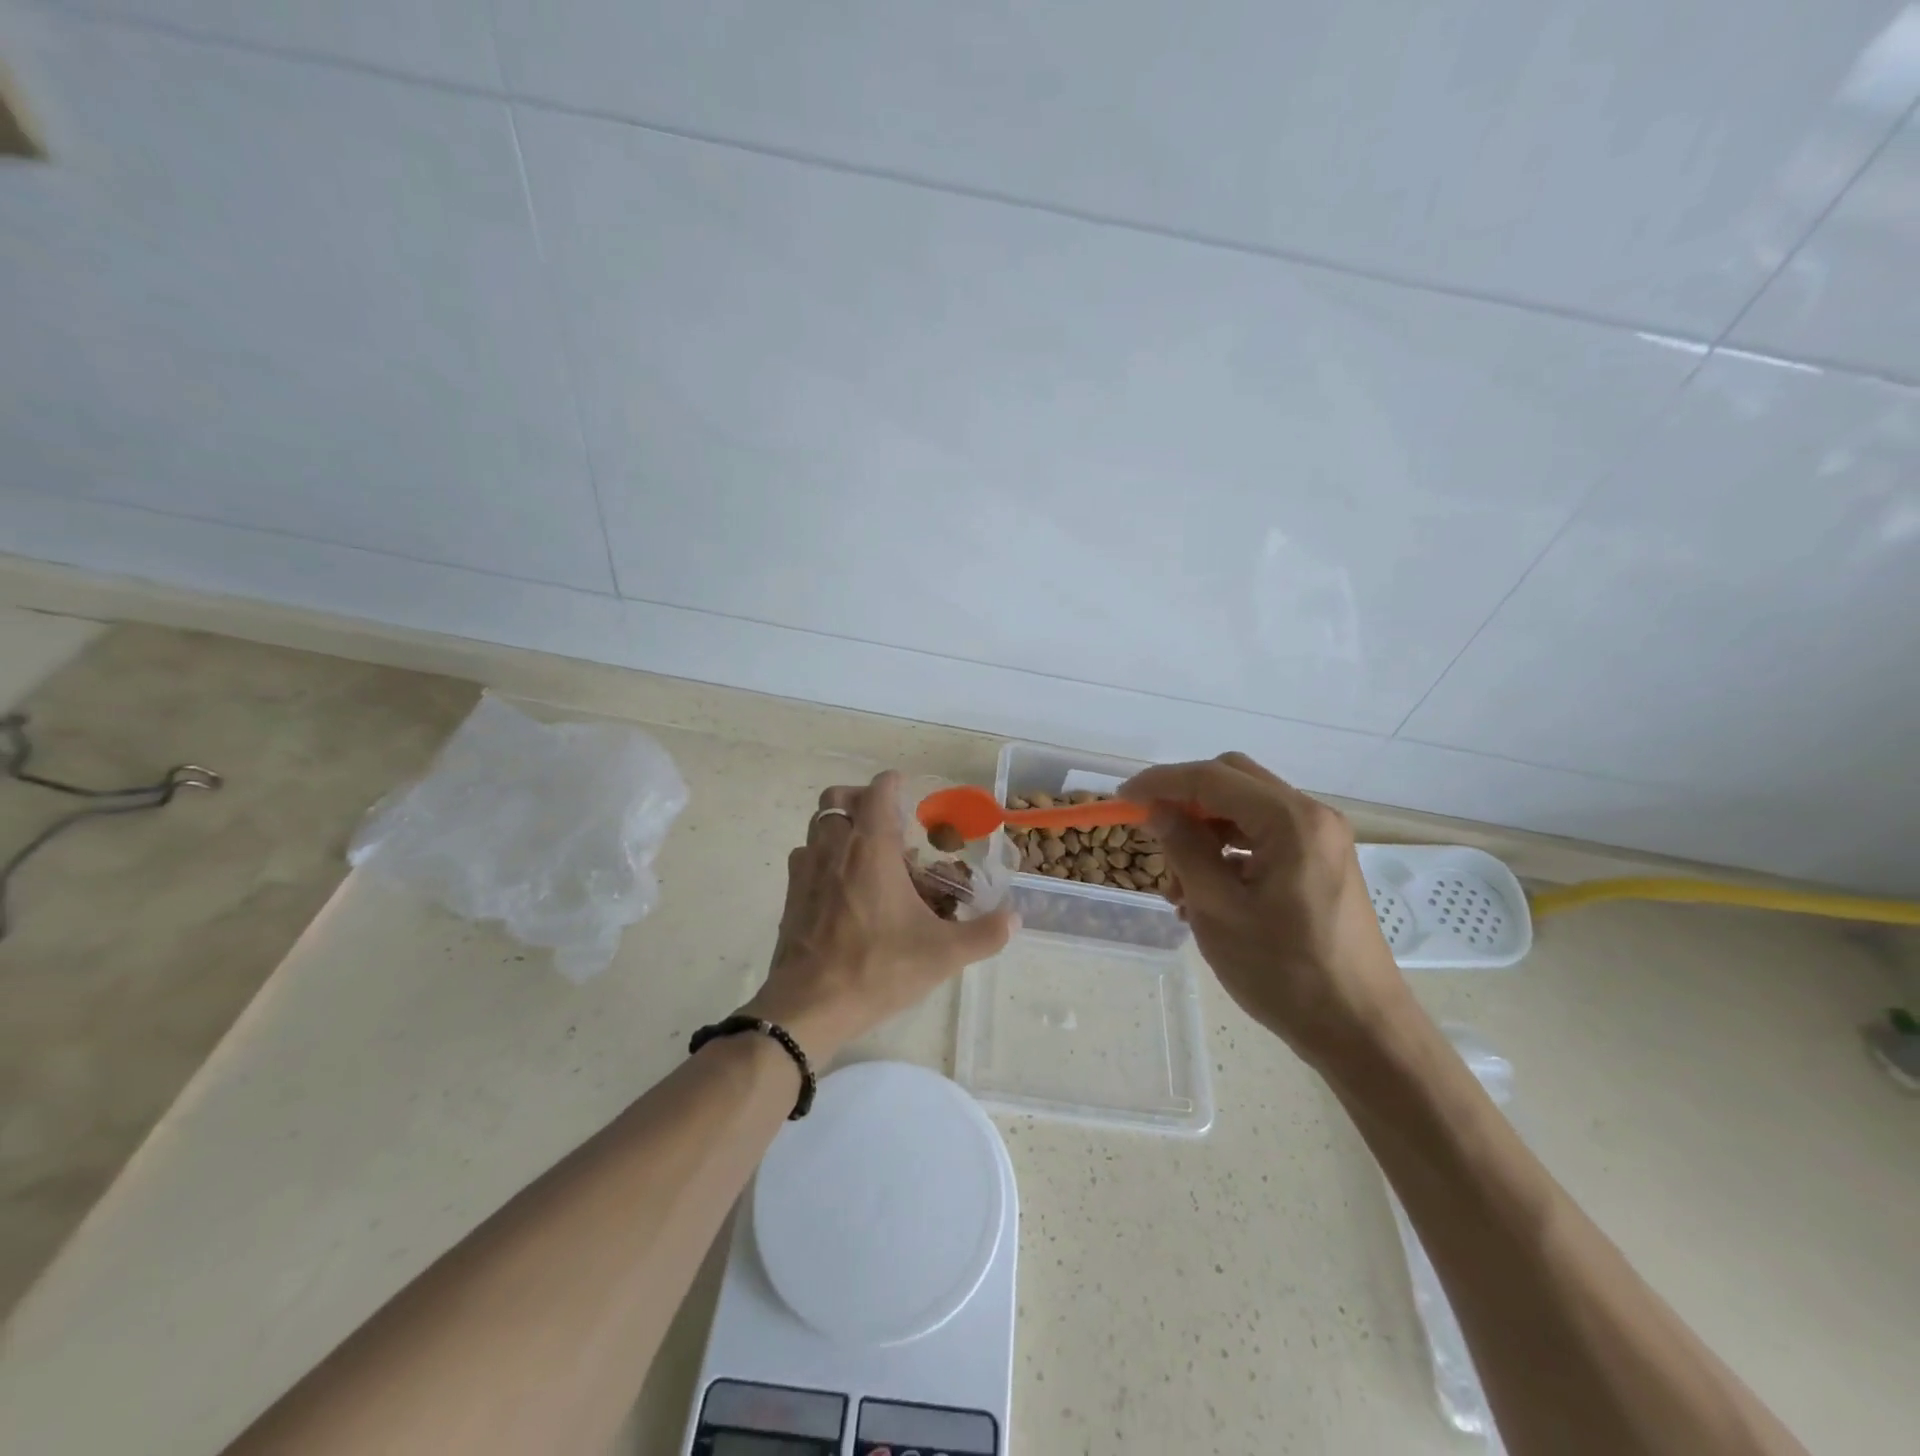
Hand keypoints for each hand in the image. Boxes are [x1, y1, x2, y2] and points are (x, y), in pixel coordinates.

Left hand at [743, 771, 1017, 1062]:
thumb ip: (984, 934)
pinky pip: (805, 858)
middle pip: (837, 798)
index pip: (878, 792)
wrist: (808, 1006)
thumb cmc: (877, 968)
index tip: (907, 790)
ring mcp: (806, 870)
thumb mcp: (942, 954)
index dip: (893, 783)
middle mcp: (834, 848)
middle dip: (860, 798)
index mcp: (871, 849)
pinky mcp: (791, 896)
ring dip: (840, 827)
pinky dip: (822, 857)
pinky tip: (841, 887)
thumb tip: (1015, 919)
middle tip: (885, 821)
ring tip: (865, 852)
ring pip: (817, 826)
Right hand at [1119, 753, 1409, 1066]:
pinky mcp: (1321, 862)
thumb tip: (1156, 809)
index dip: (1160, 783)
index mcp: (1291, 821)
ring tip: (1178, 885)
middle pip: (1233, 780)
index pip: (1212, 778)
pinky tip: (1207, 892)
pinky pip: (1263, 835)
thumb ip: (1184, 848)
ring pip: (1245, 809)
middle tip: (1152, 833)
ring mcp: (1321, 839)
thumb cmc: (1284, 972)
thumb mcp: (1218, 909)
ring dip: (1204, 830)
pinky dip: (1228, 850)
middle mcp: (1311, 816)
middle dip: (1185, 801)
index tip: (1121, 799)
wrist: (1360, 1031)